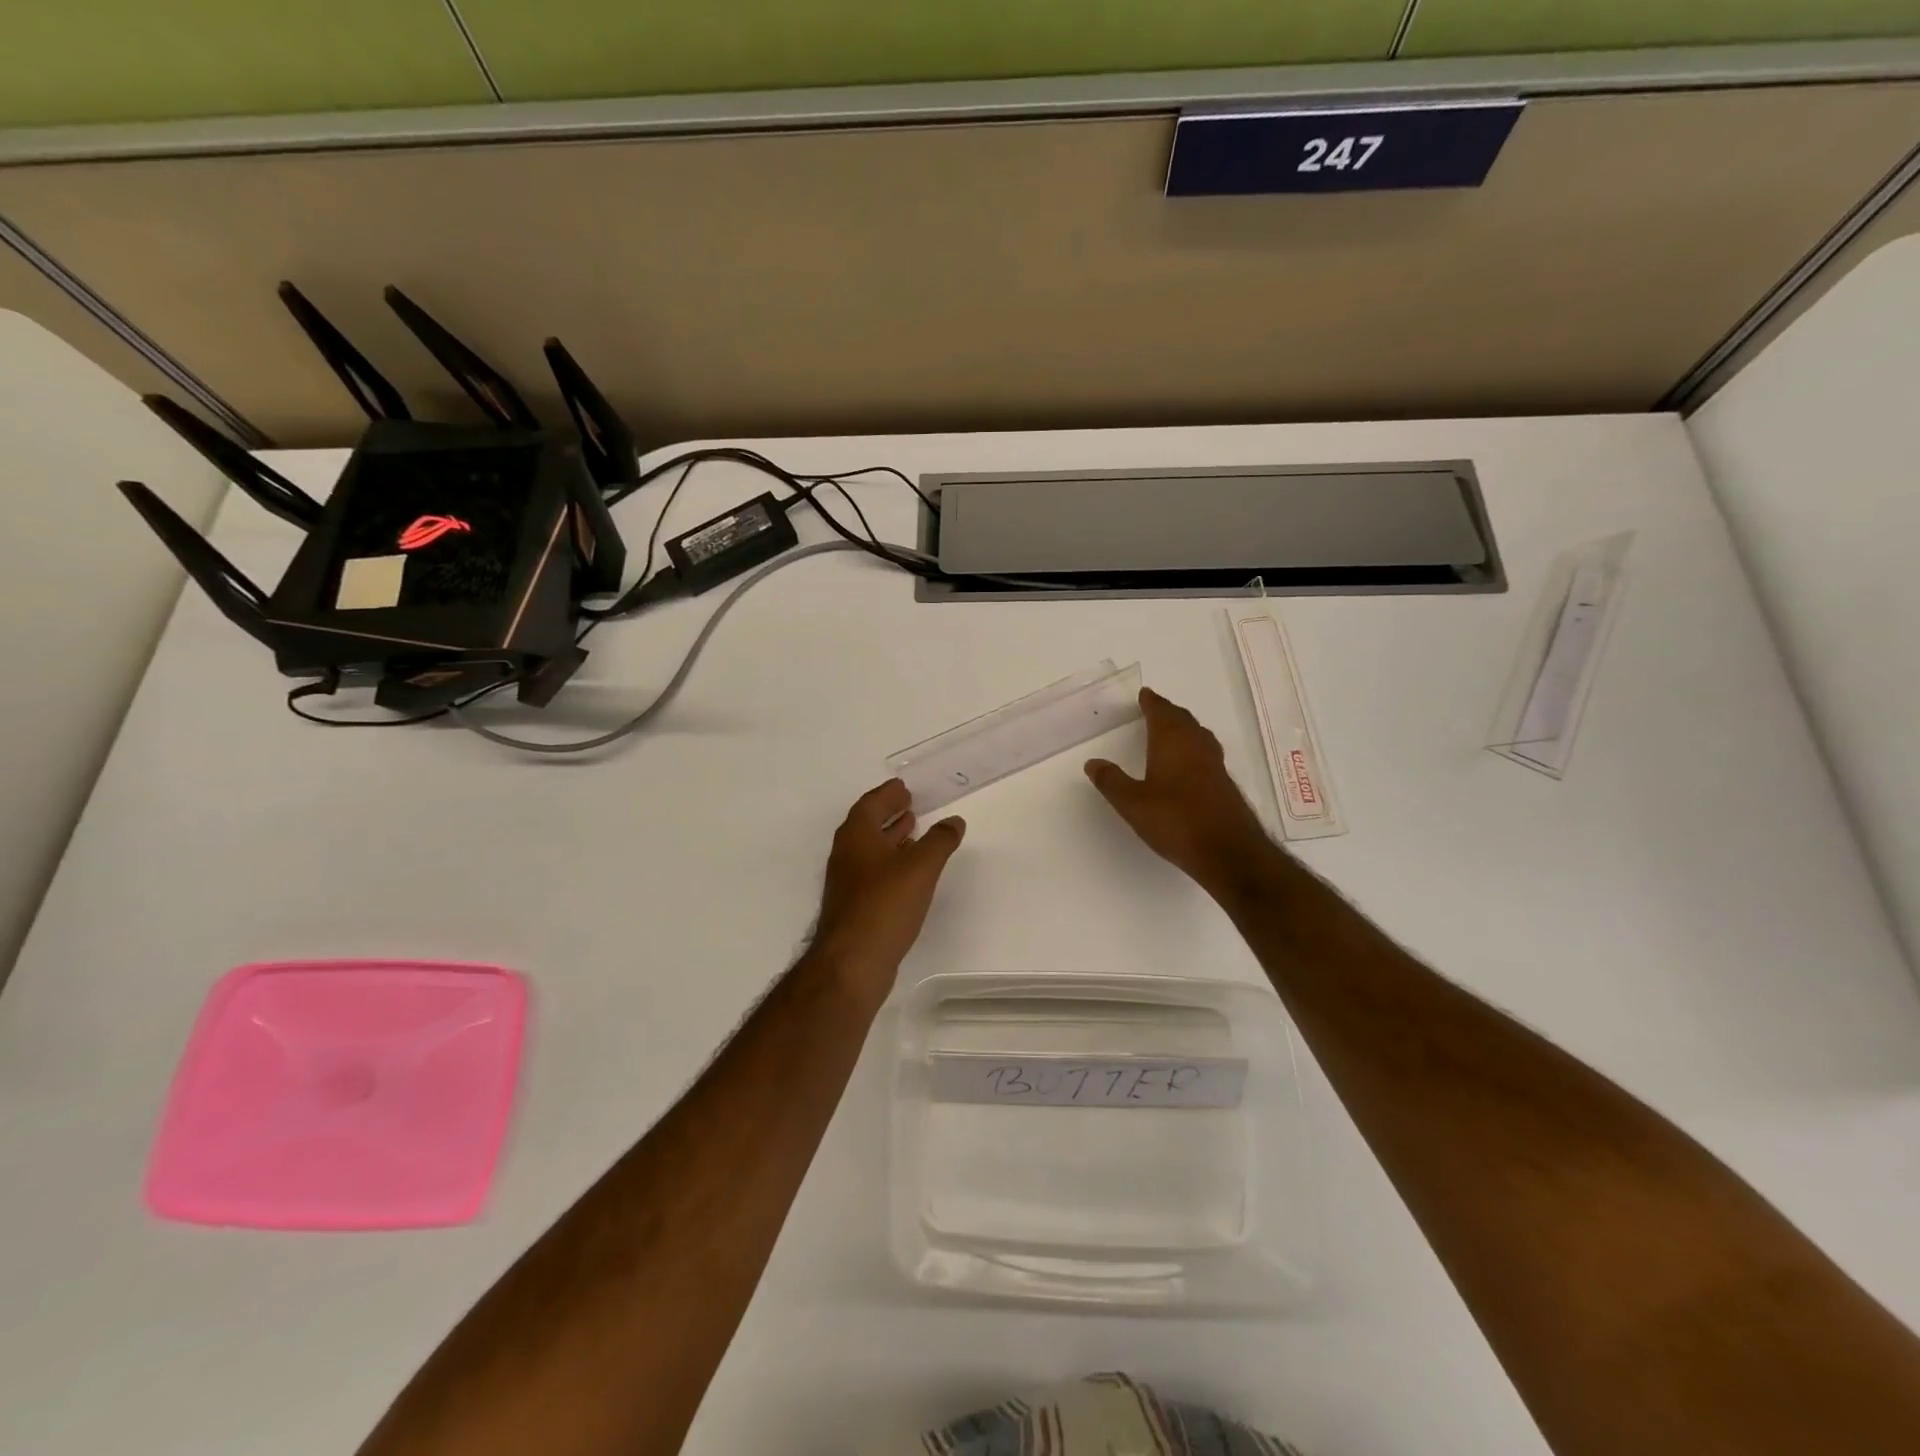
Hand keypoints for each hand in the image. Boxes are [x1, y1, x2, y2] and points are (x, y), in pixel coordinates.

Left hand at [811, 780, 965, 997]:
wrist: (852, 962)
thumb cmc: (885, 905)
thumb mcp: (921, 867)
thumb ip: (940, 841)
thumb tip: (954, 821)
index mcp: (857, 836)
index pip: (871, 803)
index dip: (888, 794)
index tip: (904, 787)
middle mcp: (847, 854)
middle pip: (868, 825)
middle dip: (889, 813)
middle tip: (911, 804)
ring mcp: (848, 882)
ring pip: (871, 850)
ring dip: (891, 838)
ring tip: (915, 831)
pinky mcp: (854, 906)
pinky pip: (874, 872)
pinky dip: (891, 862)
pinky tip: (909, 872)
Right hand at [1086, 687, 1275, 890]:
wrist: (1228, 851)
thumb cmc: (1176, 821)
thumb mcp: (1133, 804)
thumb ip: (1112, 781)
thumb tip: (1093, 762)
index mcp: (1172, 742)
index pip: (1161, 713)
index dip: (1152, 702)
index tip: (1145, 694)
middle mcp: (1196, 746)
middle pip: (1183, 720)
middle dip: (1168, 712)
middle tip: (1155, 708)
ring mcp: (1214, 765)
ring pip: (1197, 735)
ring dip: (1183, 727)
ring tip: (1171, 729)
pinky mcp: (1223, 784)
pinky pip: (1205, 752)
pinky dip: (1193, 747)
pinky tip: (1189, 762)